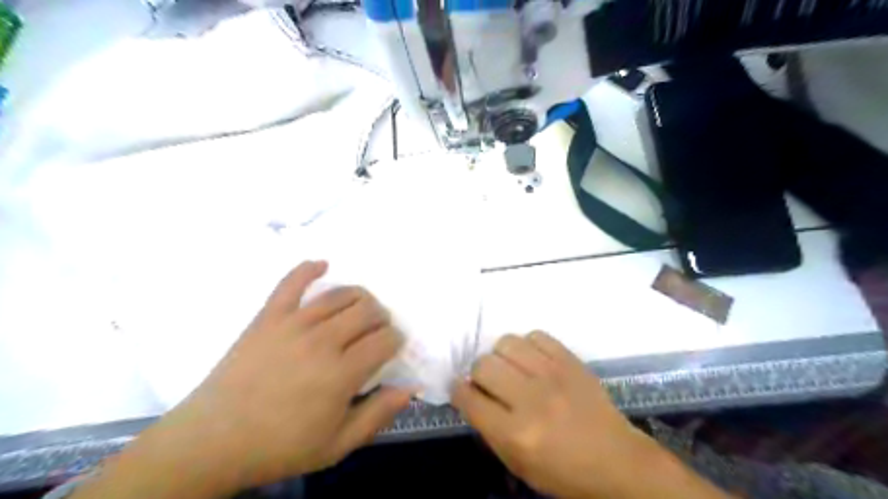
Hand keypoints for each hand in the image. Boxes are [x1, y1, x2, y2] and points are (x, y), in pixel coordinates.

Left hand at [74, 262, 410, 498]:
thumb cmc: (279, 446)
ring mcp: (293, 324)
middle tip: (378, 329)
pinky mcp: (268, 317)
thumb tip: (409, 390)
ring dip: (359, 297)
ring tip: (361, 308)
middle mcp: (323, 341)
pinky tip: (322, 265)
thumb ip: (377, 415)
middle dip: (382, 317)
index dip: (396, 339)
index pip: (385, 340)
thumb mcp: (336, 445)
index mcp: (342, 373)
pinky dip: (308, 269)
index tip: (394, 346)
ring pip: (340, 295)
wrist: (212, 441)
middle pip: (367, 311)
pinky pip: (291, 283)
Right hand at [451, 331, 728, 497]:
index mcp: (516, 433)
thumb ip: (488, 428)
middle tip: (489, 382)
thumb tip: (470, 394)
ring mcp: (553, 375)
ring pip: (506, 343)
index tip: (461, 388)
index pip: (469, 398)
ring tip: (511, 367)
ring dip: (501, 355)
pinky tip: (533, 360)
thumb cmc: (563, 471)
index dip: (458, 390)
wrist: (616, 460)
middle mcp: (531, 399)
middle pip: (484, 365)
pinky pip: (536, 335)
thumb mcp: (518, 464)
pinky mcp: (571, 360)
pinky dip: (527, 345)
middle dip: (478, 373)